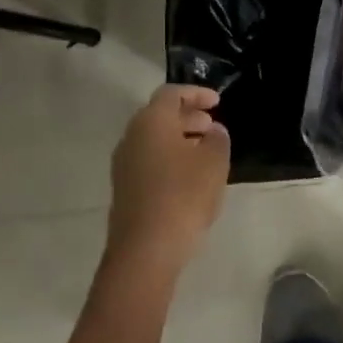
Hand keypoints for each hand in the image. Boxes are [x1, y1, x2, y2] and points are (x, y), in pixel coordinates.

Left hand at [105, 84, 230, 274]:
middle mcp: (132, 136)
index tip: (218, 102)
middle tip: (213, 126)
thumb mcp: (214, 163)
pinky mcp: (125, 188)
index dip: (196, 93)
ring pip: (154, 140)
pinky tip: (190, 176)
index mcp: (151, 122)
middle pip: (160, 116)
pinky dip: (170, 158)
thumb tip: (213, 131)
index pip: (172, 94)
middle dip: (188, 117)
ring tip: (206, 151)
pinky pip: (149, 160)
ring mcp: (124, 164)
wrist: (146, 249)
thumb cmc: (184, 196)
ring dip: (180, 139)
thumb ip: (218, 140)